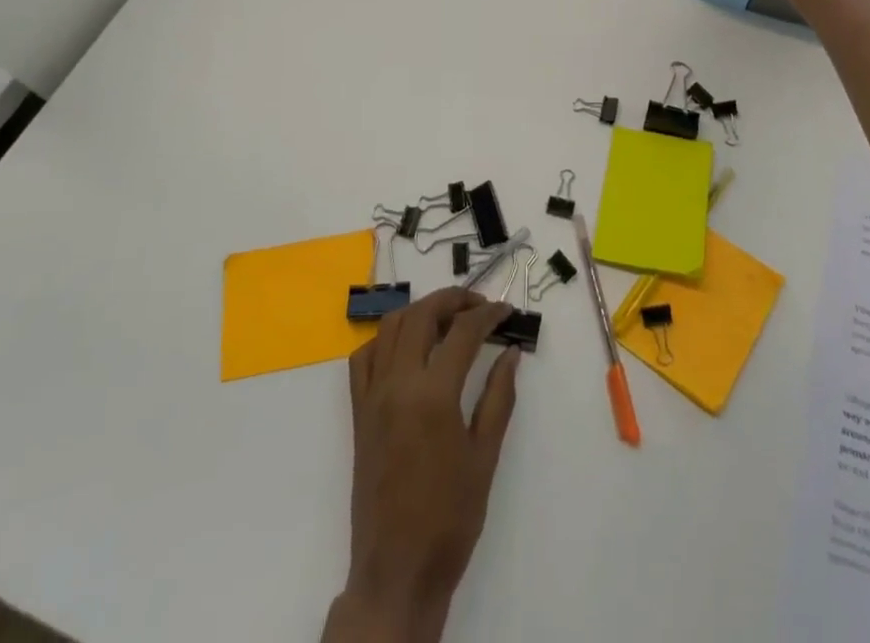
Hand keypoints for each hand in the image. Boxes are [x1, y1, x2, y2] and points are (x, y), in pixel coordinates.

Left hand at [324, 288, 521, 642]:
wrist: (397, 571)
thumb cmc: (450, 518)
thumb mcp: (485, 456)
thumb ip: (499, 397)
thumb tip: (511, 353)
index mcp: (433, 395)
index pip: (463, 331)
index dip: (488, 315)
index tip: (506, 311)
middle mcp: (398, 384)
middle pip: (421, 314)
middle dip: (452, 299)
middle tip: (479, 305)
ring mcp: (373, 396)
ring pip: (390, 327)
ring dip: (420, 311)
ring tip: (446, 319)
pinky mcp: (358, 413)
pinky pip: (363, 358)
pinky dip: (385, 340)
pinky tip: (407, 349)